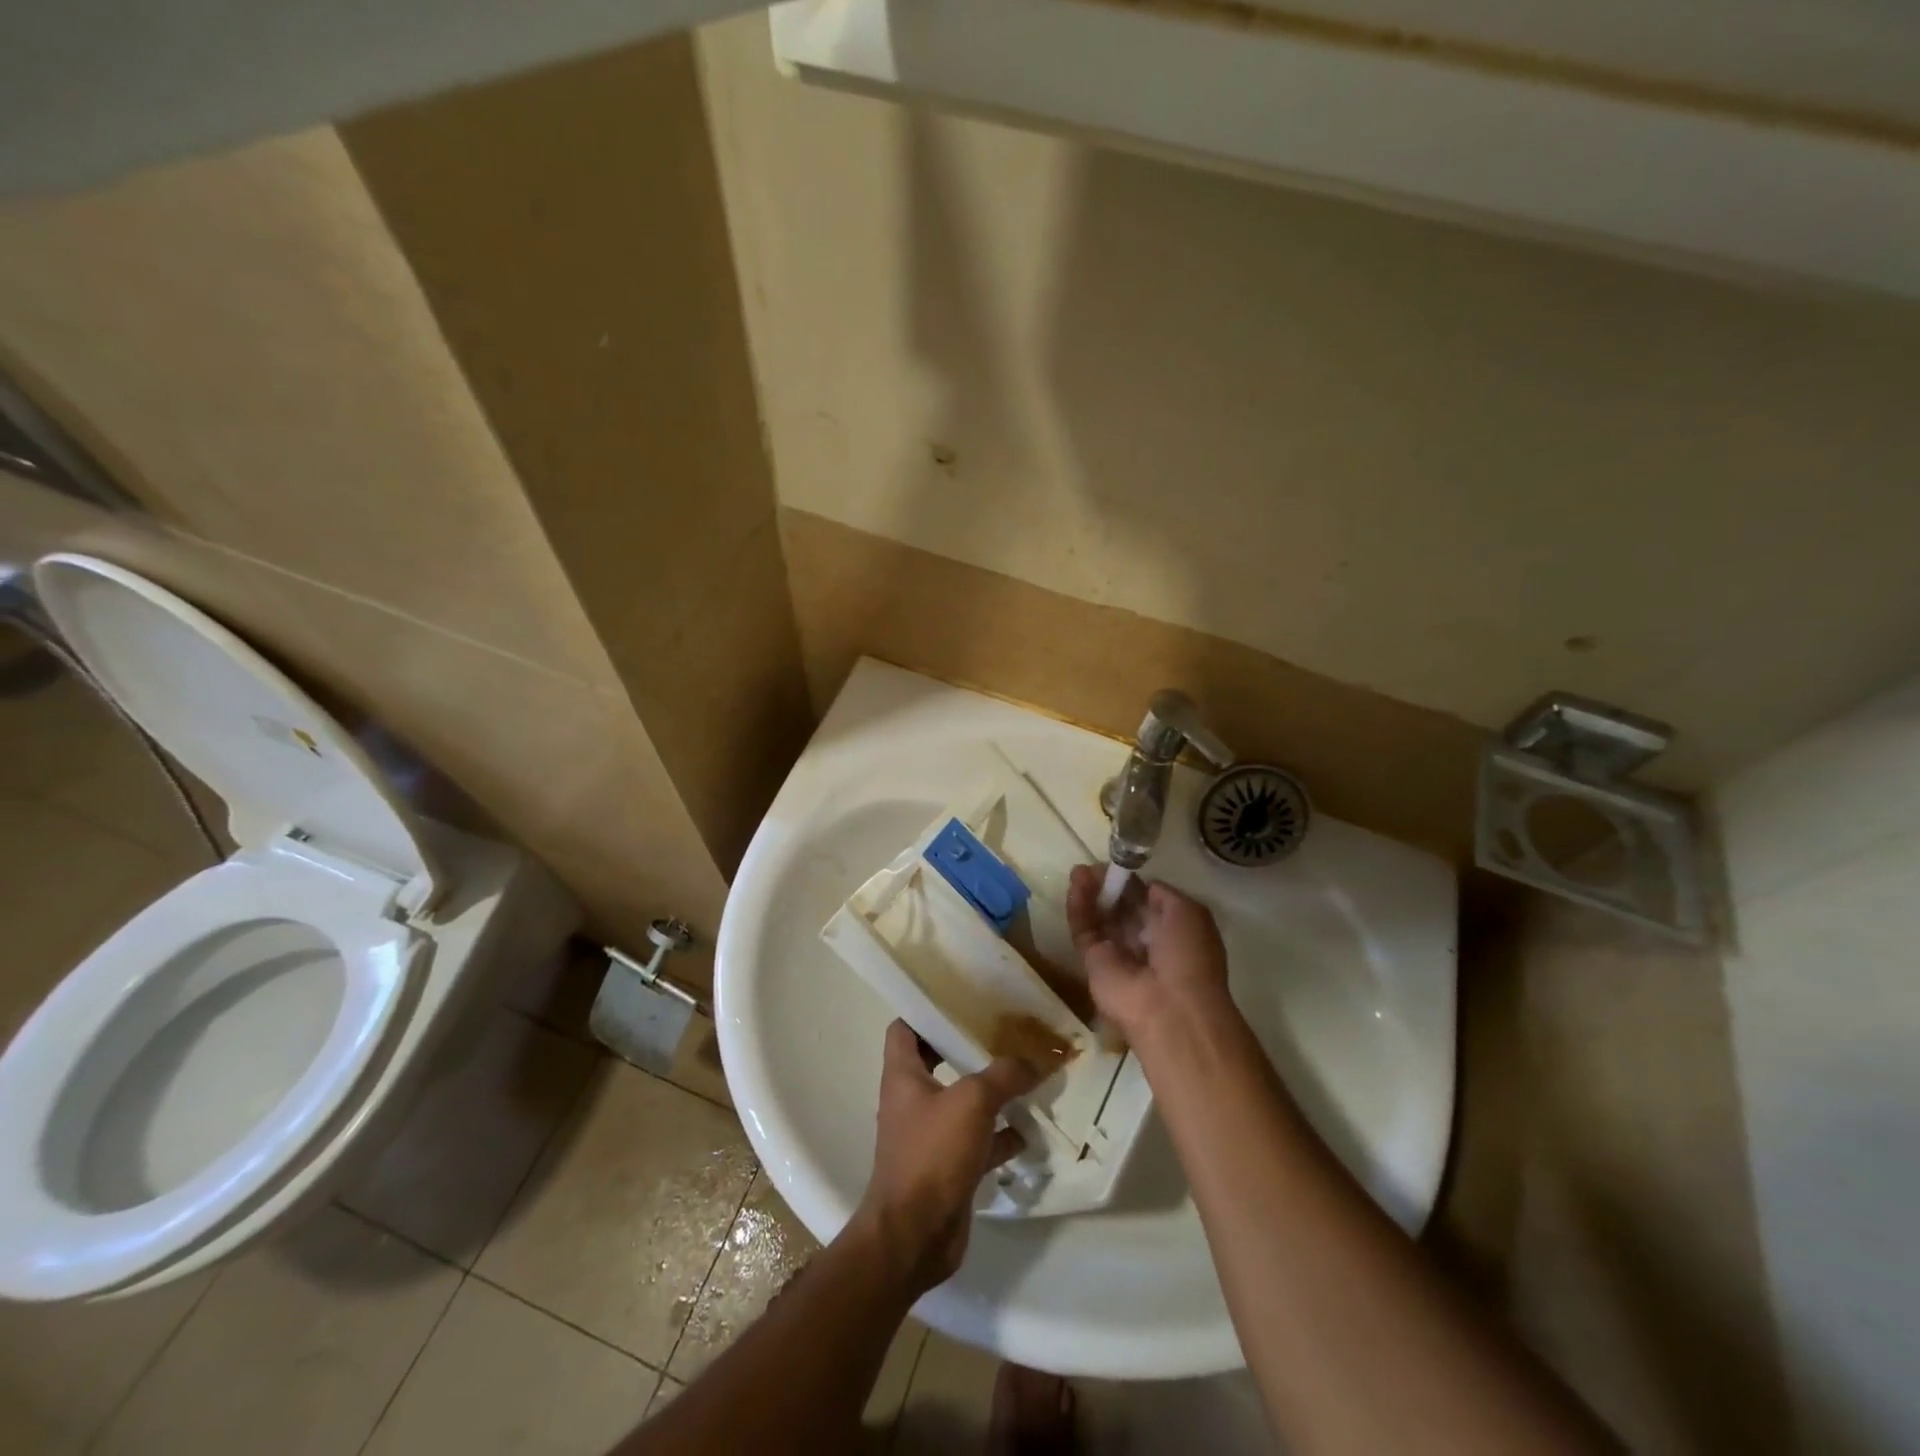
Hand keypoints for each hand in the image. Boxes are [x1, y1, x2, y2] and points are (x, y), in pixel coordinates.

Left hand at [853, 1021, 1041, 1295]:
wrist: (915, 1236)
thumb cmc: (932, 1154)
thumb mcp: (972, 1102)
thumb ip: (1004, 1075)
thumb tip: (1034, 1060)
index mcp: (903, 1075)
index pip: (904, 1028)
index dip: (925, 1010)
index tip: (959, 998)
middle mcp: (912, 1100)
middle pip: (937, 1061)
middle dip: (967, 1047)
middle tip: (1001, 1032)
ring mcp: (929, 1136)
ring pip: (962, 1103)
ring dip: (990, 1092)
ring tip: (1026, 1075)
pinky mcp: (948, 1168)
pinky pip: (978, 1141)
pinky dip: (1001, 1135)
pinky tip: (1030, 1128)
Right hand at [1066, 865, 1232, 1047]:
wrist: (1170, 1009)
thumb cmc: (1188, 957)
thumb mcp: (1188, 913)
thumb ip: (1163, 895)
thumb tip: (1143, 886)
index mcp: (1171, 931)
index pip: (1145, 901)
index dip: (1131, 883)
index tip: (1118, 864)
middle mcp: (1144, 942)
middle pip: (1119, 908)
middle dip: (1107, 886)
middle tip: (1091, 866)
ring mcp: (1117, 953)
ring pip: (1098, 917)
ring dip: (1089, 892)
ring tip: (1079, 871)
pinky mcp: (1093, 963)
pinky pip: (1083, 930)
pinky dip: (1078, 908)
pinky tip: (1075, 885)